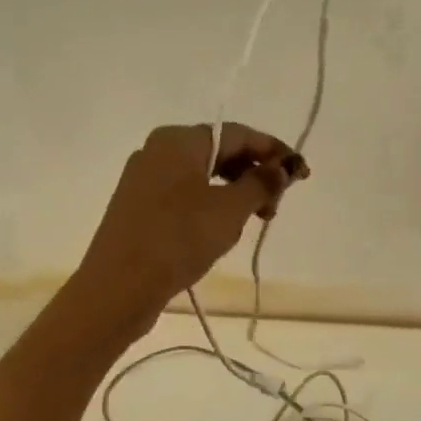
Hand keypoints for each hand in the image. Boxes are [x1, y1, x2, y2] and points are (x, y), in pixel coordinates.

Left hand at [74, 124, 308, 326]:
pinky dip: (210, 205)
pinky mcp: (138, 207)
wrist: (119, 286)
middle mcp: (158, 150)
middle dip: (253, 174)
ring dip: (234, 193)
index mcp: (179, 139)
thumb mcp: (230, 210)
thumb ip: (261, 183)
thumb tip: (283, 168)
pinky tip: (221, 230)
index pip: (238, 134)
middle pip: (219, 152)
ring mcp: (144, 179)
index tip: (301, 174)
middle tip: (276, 207)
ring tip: (254, 221)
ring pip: (202, 176)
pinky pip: (184, 195)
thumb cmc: (178, 238)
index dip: (273, 151)